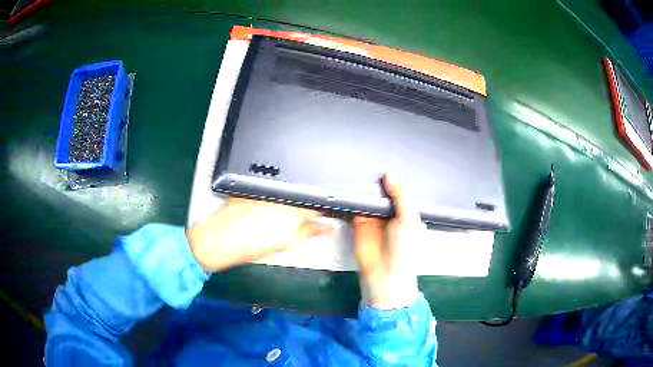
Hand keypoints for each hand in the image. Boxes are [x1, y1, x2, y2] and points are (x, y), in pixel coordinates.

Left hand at [187, 197, 331, 271]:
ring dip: (287, 201)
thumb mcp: (286, 243)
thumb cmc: (251, 245)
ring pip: (285, 192)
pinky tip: (260, 211)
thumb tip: (327, 227)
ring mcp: (264, 187)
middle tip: (297, 221)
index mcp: (293, 206)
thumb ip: (310, 231)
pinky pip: (267, 189)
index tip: (322, 218)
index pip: (317, 203)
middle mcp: (280, 192)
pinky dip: (270, 197)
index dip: (322, 211)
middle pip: (301, 195)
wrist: (219, 239)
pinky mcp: (251, 186)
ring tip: (274, 218)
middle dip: (304, 206)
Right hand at [353, 174, 425, 308]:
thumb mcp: (408, 219)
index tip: (386, 164)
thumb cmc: (403, 247)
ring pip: (369, 197)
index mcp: (406, 211)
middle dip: (377, 182)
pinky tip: (350, 184)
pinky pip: (356, 206)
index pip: (399, 191)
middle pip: (382, 192)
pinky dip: (353, 197)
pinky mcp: (359, 221)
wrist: (384, 272)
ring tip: (358, 167)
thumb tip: (389, 175)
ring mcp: (374, 217)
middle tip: (368, 161)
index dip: (393, 180)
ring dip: (364, 187)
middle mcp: (390, 212)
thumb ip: (400, 196)